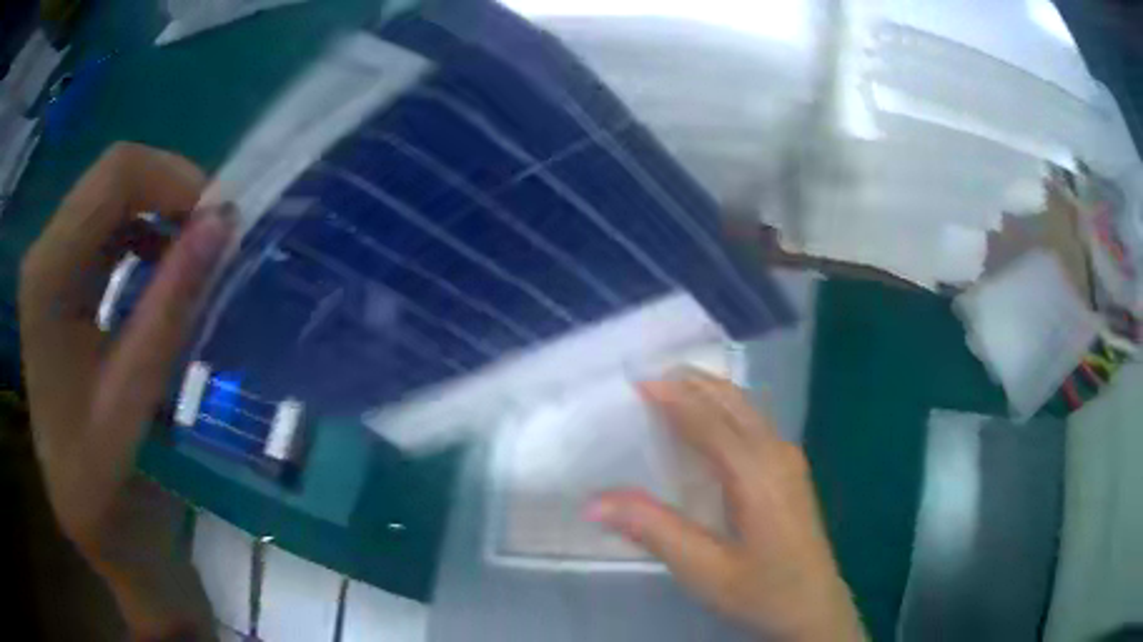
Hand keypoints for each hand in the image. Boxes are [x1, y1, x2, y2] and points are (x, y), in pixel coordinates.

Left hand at [20, 143, 232, 636]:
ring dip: (158, 209)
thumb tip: (223, 222)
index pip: (113, 176)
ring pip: (111, 193)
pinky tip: (159, 265)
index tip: (219, 220)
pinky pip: (105, 223)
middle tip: (212, 235)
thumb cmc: (100, 467)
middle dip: (169, 191)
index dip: (173, 179)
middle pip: (112, 176)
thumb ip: (171, 305)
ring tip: (192, 251)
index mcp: (48, 277)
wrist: (79, 501)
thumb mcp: (136, 395)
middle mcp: (43, 253)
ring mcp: (49, 262)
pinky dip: (142, 230)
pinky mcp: (59, 276)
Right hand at [588, 372, 865, 640]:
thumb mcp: (703, 570)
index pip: (709, 420)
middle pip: (732, 401)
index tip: (637, 381)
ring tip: (671, 389)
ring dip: (709, 392)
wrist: (814, 607)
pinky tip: (708, 423)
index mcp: (756, 473)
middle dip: (692, 382)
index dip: (673, 397)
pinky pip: (754, 422)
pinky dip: (725, 409)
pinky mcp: (791, 469)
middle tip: (649, 377)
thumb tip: (594, 502)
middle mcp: (776, 454)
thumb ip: (653, 530)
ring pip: (747, 407)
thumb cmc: (761, 591)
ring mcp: (789, 459)